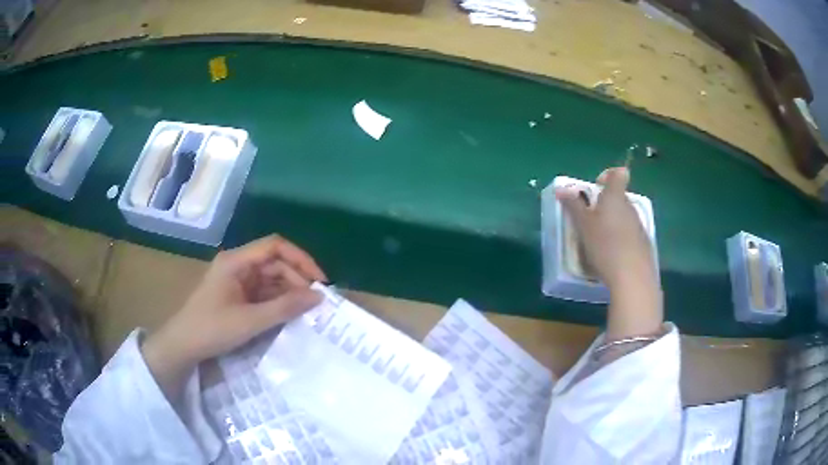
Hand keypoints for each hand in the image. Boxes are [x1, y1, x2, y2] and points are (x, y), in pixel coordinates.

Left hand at [142, 235, 326, 400]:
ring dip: (289, 292)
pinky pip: (263, 293)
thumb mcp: (250, 321)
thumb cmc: (212, 329)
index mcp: (236, 261)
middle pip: (274, 263)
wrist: (183, 346)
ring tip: (306, 311)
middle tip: (315, 303)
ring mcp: (237, 281)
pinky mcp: (237, 295)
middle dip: (296, 280)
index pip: (274, 246)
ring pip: (270, 279)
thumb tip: (318, 297)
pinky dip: (278, 302)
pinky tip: (289, 315)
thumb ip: (284, 308)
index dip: (300, 259)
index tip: (319, 280)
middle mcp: (237, 265)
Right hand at [555, 166, 656, 291]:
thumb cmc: (605, 245)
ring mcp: (639, 226)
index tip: (597, 185)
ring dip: (613, 222)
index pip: (618, 174)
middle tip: (590, 219)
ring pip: (624, 216)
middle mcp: (630, 207)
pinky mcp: (644, 244)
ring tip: (599, 241)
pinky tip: (612, 256)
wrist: (632, 277)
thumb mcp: (583, 225)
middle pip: (619, 197)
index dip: (608, 175)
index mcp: (615, 197)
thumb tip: (561, 189)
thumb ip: (573, 205)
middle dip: (606, 204)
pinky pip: (630, 234)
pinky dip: (621, 239)